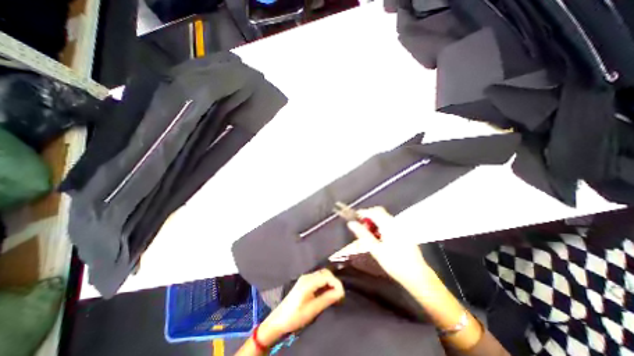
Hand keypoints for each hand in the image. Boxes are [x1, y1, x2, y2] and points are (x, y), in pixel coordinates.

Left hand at [258, 268, 345, 345]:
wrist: (279, 320)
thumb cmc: (295, 316)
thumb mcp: (313, 309)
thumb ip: (327, 299)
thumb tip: (341, 292)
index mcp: (309, 281)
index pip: (327, 276)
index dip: (337, 283)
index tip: (342, 294)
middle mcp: (307, 276)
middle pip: (325, 273)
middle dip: (334, 281)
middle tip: (339, 294)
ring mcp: (305, 278)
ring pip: (322, 275)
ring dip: (329, 282)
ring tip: (334, 294)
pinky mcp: (304, 282)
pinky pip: (318, 278)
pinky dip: (324, 283)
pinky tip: (326, 292)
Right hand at [346, 207, 436, 292]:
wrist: (417, 275)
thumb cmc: (394, 263)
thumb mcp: (375, 249)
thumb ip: (363, 234)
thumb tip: (351, 223)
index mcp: (388, 225)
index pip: (373, 212)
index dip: (362, 213)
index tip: (354, 217)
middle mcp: (395, 223)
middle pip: (379, 212)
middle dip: (369, 216)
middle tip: (361, 226)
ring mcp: (401, 227)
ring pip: (384, 217)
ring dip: (375, 221)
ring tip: (369, 233)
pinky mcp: (403, 232)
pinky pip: (389, 223)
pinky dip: (381, 225)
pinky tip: (379, 237)